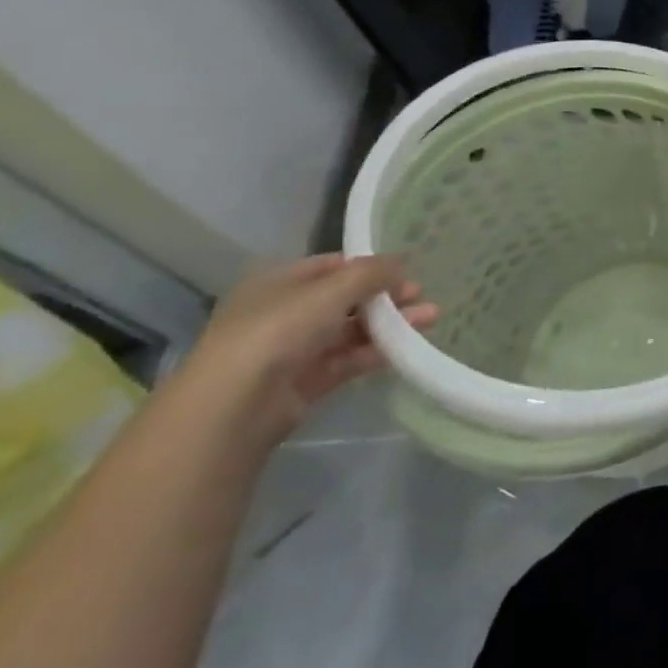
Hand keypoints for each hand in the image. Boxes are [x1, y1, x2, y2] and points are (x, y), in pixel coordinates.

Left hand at [182, 255, 437, 445]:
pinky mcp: (304, 382)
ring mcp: (293, 349)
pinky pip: (347, 360)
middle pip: (345, 299)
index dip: (369, 266)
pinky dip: (376, 352)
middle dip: (386, 296)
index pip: (332, 266)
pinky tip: (407, 347)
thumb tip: (401, 262)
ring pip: (351, 330)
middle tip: (421, 295)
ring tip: (431, 318)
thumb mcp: (330, 290)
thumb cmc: (278, 330)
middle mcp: (284, 312)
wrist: (236, 405)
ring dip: (390, 324)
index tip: (405, 270)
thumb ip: (371, 273)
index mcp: (279, 282)